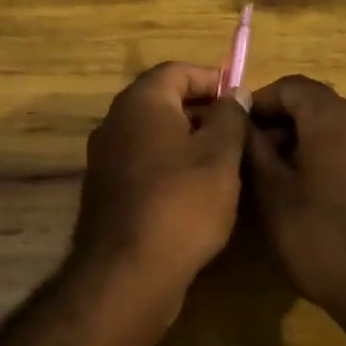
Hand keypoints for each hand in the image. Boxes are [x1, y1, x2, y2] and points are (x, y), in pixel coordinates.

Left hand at [74, 63, 249, 302]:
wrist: (127, 274)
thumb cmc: (182, 204)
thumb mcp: (220, 155)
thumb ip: (230, 117)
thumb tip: (233, 94)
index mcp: (140, 103)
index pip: (176, 71)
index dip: (212, 78)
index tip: (240, 100)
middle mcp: (115, 123)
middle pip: (162, 102)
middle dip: (202, 111)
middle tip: (238, 133)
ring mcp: (106, 159)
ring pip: (153, 136)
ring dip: (188, 141)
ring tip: (224, 163)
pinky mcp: (106, 192)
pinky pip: (143, 164)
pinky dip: (169, 167)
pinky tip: (196, 193)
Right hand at [245, 75, 345, 322]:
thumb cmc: (321, 237)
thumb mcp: (272, 192)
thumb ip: (254, 147)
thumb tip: (240, 116)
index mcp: (333, 119)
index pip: (291, 86)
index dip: (259, 102)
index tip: (236, 131)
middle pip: (313, 104)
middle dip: (278, 123)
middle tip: (249, 157)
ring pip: (331, 128)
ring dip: (298, 142)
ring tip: (271, 178)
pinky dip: (322, 157)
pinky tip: (304, 193)